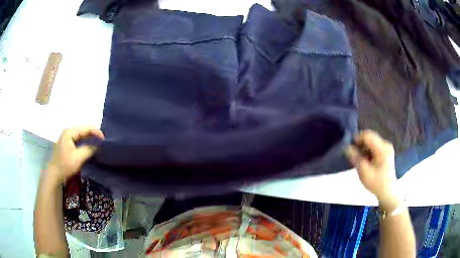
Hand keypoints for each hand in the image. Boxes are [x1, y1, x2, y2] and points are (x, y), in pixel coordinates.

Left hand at [47, 126, 104, 182]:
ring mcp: (67, 138)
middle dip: (93, 135)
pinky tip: (91, 147)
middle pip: (83, 131)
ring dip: (90, 140)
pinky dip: (85, 143)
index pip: (85, 128)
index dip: (96, 132)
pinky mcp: (67, 144)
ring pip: (81, 136)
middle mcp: (68, 132)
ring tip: (98, 144)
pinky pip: (79, 141)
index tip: (105, 139)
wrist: (55, 174)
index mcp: (69, 132)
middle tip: (103, 142)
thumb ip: (89, 150)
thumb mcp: (78, 158)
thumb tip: (99, 146)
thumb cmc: (65, 165)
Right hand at [346, 130, 397, 204]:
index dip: (357, 139)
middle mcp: (386, 144)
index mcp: (382, 148)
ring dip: (364, 149)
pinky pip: (375, 146)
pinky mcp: (386, 152)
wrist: (387, 192)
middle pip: (370, 138)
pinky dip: (368, 151)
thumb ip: (355, 158)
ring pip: (371, 142)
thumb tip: (347, 147)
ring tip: (359, 160)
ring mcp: (387, 148)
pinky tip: (366, 161)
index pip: (368, 135)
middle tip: (353, 155)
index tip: (349, 147)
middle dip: (360, 145)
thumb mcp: (364, 172)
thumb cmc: (376, 183)